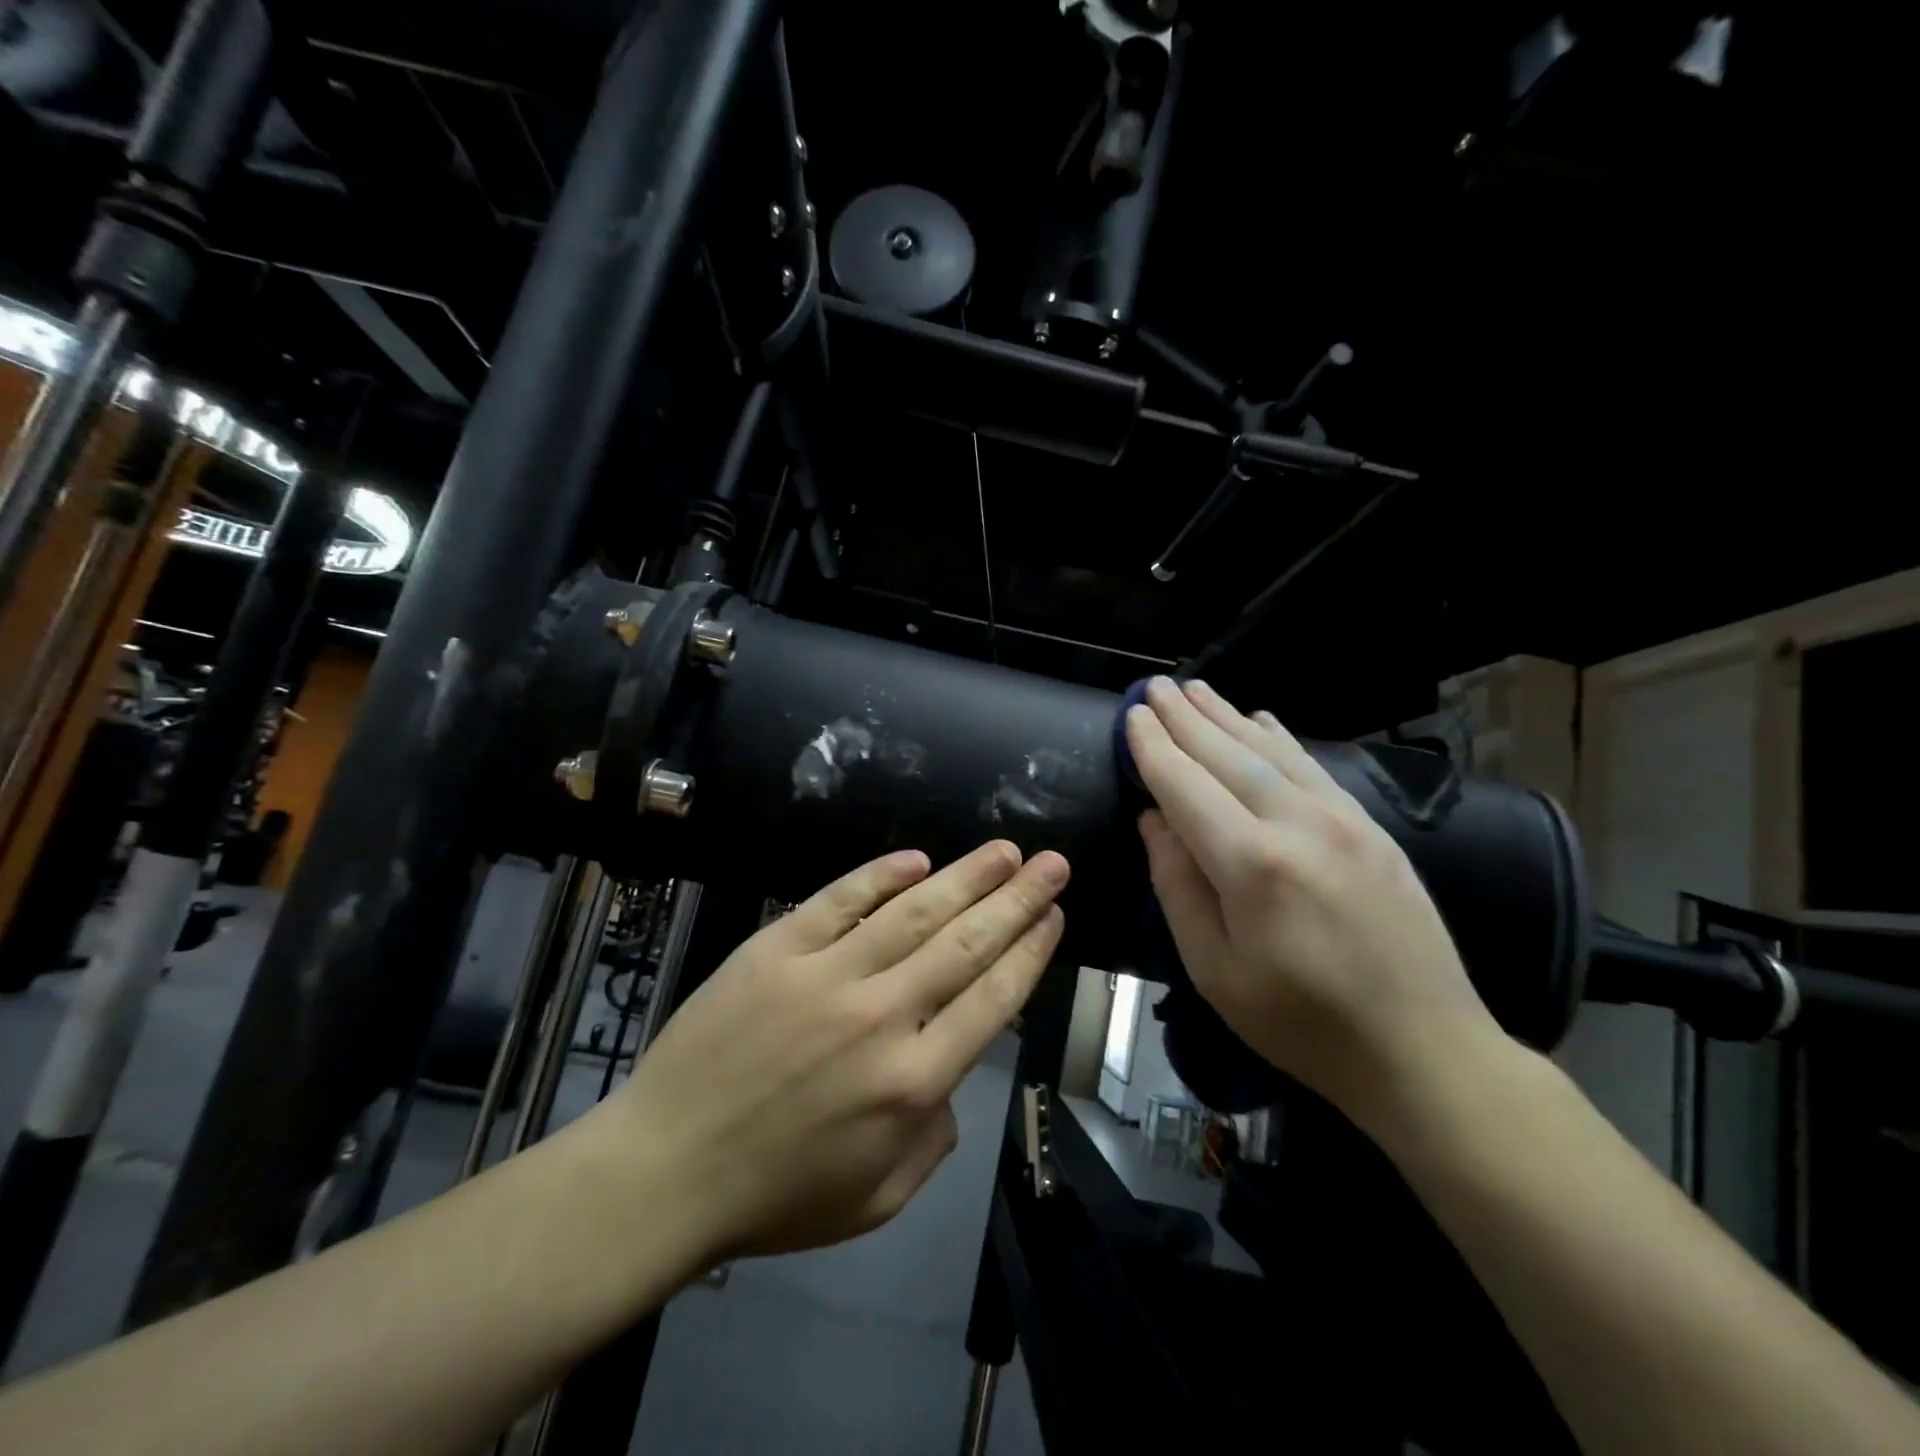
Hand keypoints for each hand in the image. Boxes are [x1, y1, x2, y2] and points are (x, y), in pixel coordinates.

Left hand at [598, 842, 1067, 1265]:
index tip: (1054, 916)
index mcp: (914, 1083)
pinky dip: (880, 876)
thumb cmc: (775, 1195)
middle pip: (966, 944)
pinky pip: (838, 900)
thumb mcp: (878, 1199)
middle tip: (1051, 864)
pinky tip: (916, 859)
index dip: (1030, 951)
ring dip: (966, 876)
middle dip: (1018, 899)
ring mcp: (826, 975)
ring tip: (1004, 851)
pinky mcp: (776, 949)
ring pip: (913, 912)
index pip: (992, 998)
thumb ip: (934, 1138)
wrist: (664, 1170)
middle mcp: (883, 1017)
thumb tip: (952, 1075)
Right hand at [1125, 677, 1496, 1120]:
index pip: (1185, 786)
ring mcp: (1342, 819)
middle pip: (1227, 754)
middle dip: (1184, 717)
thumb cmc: (1301, 1023)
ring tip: (1194, 688)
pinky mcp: (1371, 827)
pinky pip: (1311, 765)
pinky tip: (1259, 719)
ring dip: (1226, 715)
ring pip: (1270, 750)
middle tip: (1152, 685)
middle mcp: (1297, 824)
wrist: (1424, 1049)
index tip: (1130, 716)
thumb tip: (1154, 820)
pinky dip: (1277, 737)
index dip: (1153, 748)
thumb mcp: (1214, 970)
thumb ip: (1177, 886)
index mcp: (1252, 865)